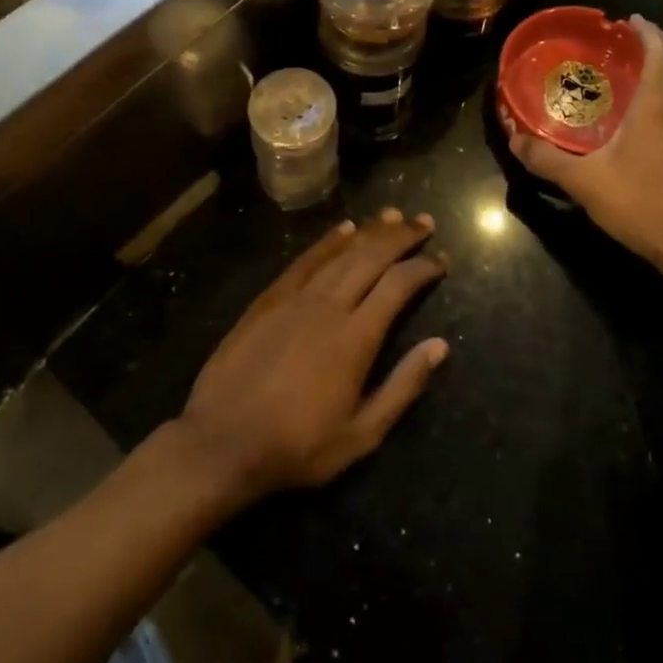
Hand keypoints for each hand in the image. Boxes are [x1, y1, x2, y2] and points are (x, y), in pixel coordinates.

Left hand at [178, 209, 449, 502]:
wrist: (222, 442)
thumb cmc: (297, 446)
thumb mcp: (360, 434)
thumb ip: (403, 387)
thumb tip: (440, 346)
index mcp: (355, 338)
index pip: (397, 286)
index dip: (422, 268)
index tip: (441, 260)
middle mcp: (328, 306)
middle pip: (371, 258)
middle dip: (401, 237)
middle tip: (424, 222)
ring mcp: (295, 298)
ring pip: (340, 253)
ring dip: (369, 232)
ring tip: (392, 216)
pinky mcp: (269, 299)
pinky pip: (305, 260)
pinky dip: (327, 242)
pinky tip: (344, 230)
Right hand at [508, 17, 662, 283]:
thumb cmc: (645, 205)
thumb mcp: (585, 183)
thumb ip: (547, 160)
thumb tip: (515, 141)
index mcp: (660, 105)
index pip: (661, 51)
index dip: (648, 31)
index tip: (630, 22)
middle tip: (642, 39)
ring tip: (647, 73)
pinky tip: (657, 121)